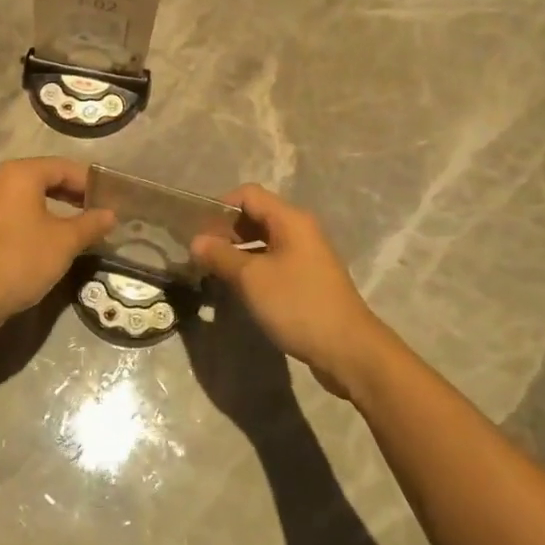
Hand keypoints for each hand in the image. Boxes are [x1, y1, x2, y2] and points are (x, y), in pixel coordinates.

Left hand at [0, 158, 113, 332]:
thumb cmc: (22, 258)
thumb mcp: (65, 241)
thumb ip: (91, 224)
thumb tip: (110, 214)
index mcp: (20, 174)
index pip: (63, 167)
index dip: (88, 182)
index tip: (108, 199)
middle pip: (44, 179)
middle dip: (73, 195)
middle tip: (97, 212)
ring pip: (29, 198)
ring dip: (56, 210)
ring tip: (79, 227)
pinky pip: (16, 215)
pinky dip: (37, 221)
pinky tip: (51, 241)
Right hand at [191, 184, 388, 397]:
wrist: (349, 349)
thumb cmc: (298, 305)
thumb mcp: (251, 279)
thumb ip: (221, 256)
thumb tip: (196, 241)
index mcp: (290, 219)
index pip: (248, 194)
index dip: (220, 207)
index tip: (197, 231)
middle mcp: (300, 230)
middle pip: (256, 216)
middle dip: (226, 230)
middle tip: (200, 254)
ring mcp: (306, 255)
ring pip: (264, 241)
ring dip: (238, 251)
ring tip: (213, 271)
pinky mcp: (308, 279)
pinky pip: (274, 262)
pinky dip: (253, 268)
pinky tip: (238, 288)